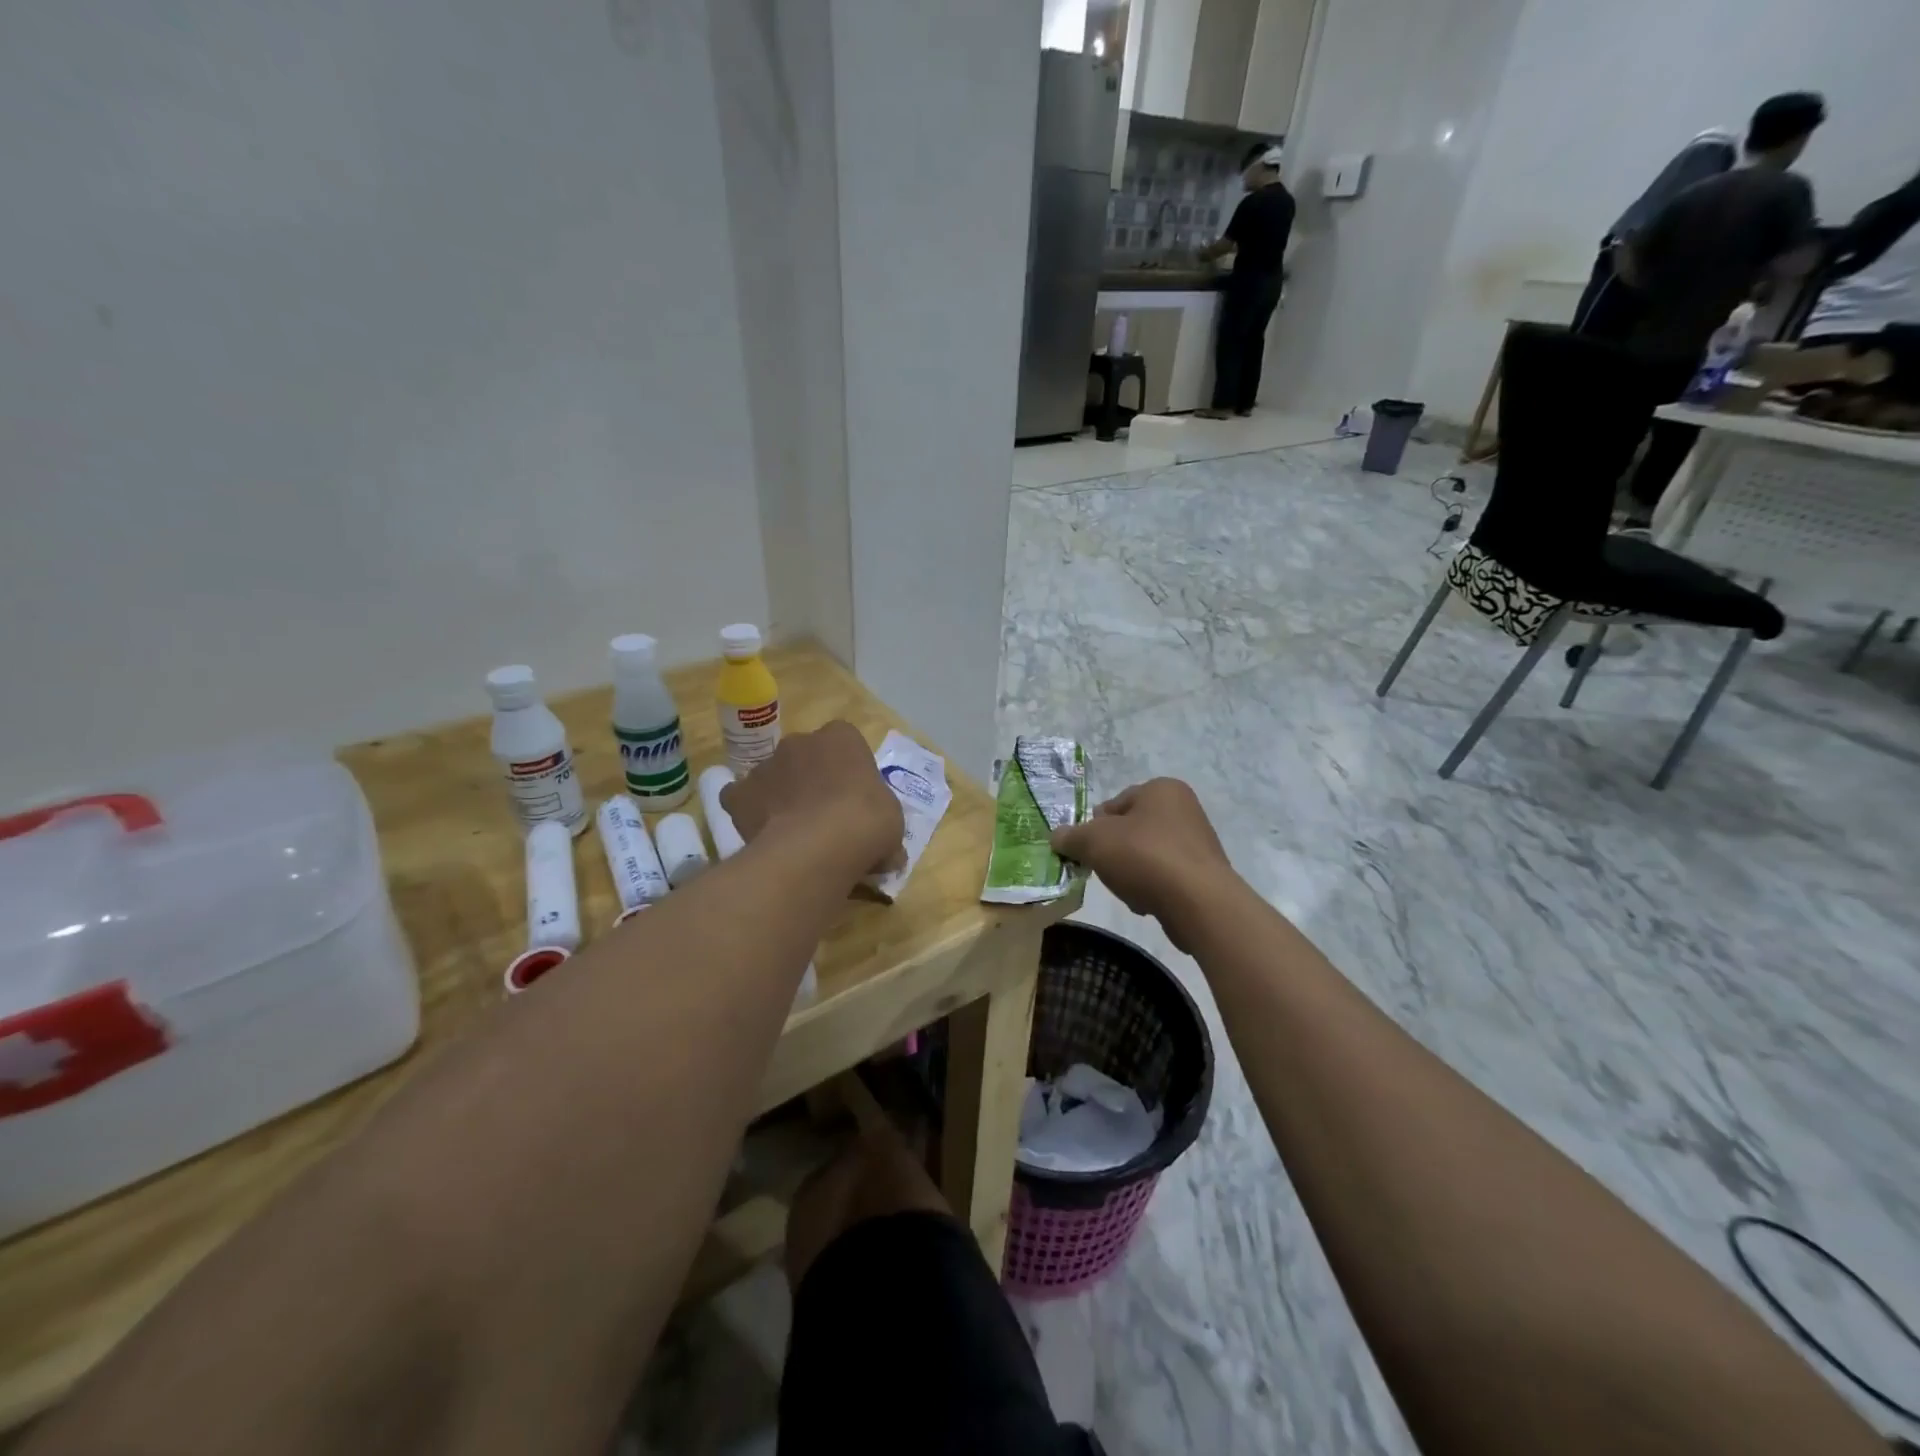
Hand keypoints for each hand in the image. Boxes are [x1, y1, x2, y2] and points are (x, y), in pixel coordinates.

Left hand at [719, 721, 904, 876]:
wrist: (819, 846)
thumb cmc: (867, 822)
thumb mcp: (893, 823)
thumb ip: (884, 827)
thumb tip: (889, 855)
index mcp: (842, 737)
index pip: (845, 744)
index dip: (849, 772)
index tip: (855, 800)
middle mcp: (801, 741)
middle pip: (806, 756)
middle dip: (812, 779)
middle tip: (825, 816)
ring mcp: (766, 765)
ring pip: (774, 776)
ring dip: (781, 795)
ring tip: (793, 832)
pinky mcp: (740, 793)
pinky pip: (741, 798)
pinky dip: (748, 811)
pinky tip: (762, 833)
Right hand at [1050, 779, 1232, 949]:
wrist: (1198, 902)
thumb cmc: (1144, 856)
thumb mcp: (1094, 841)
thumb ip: (1071, 836)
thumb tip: (1057, 837)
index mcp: (1161, 789)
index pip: (1115, 803)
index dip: (1094, 827)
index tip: (1085, 849)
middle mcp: (1184, 808)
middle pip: (1131, 830)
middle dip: (1114, 851)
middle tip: (1102, 869)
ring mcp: (1198, 842)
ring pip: (1146, 855)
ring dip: (1131, 872)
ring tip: (1127, 890)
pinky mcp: (1204, 874)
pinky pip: (1165, 877)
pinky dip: (1152, 887)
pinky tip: (1146, 902)